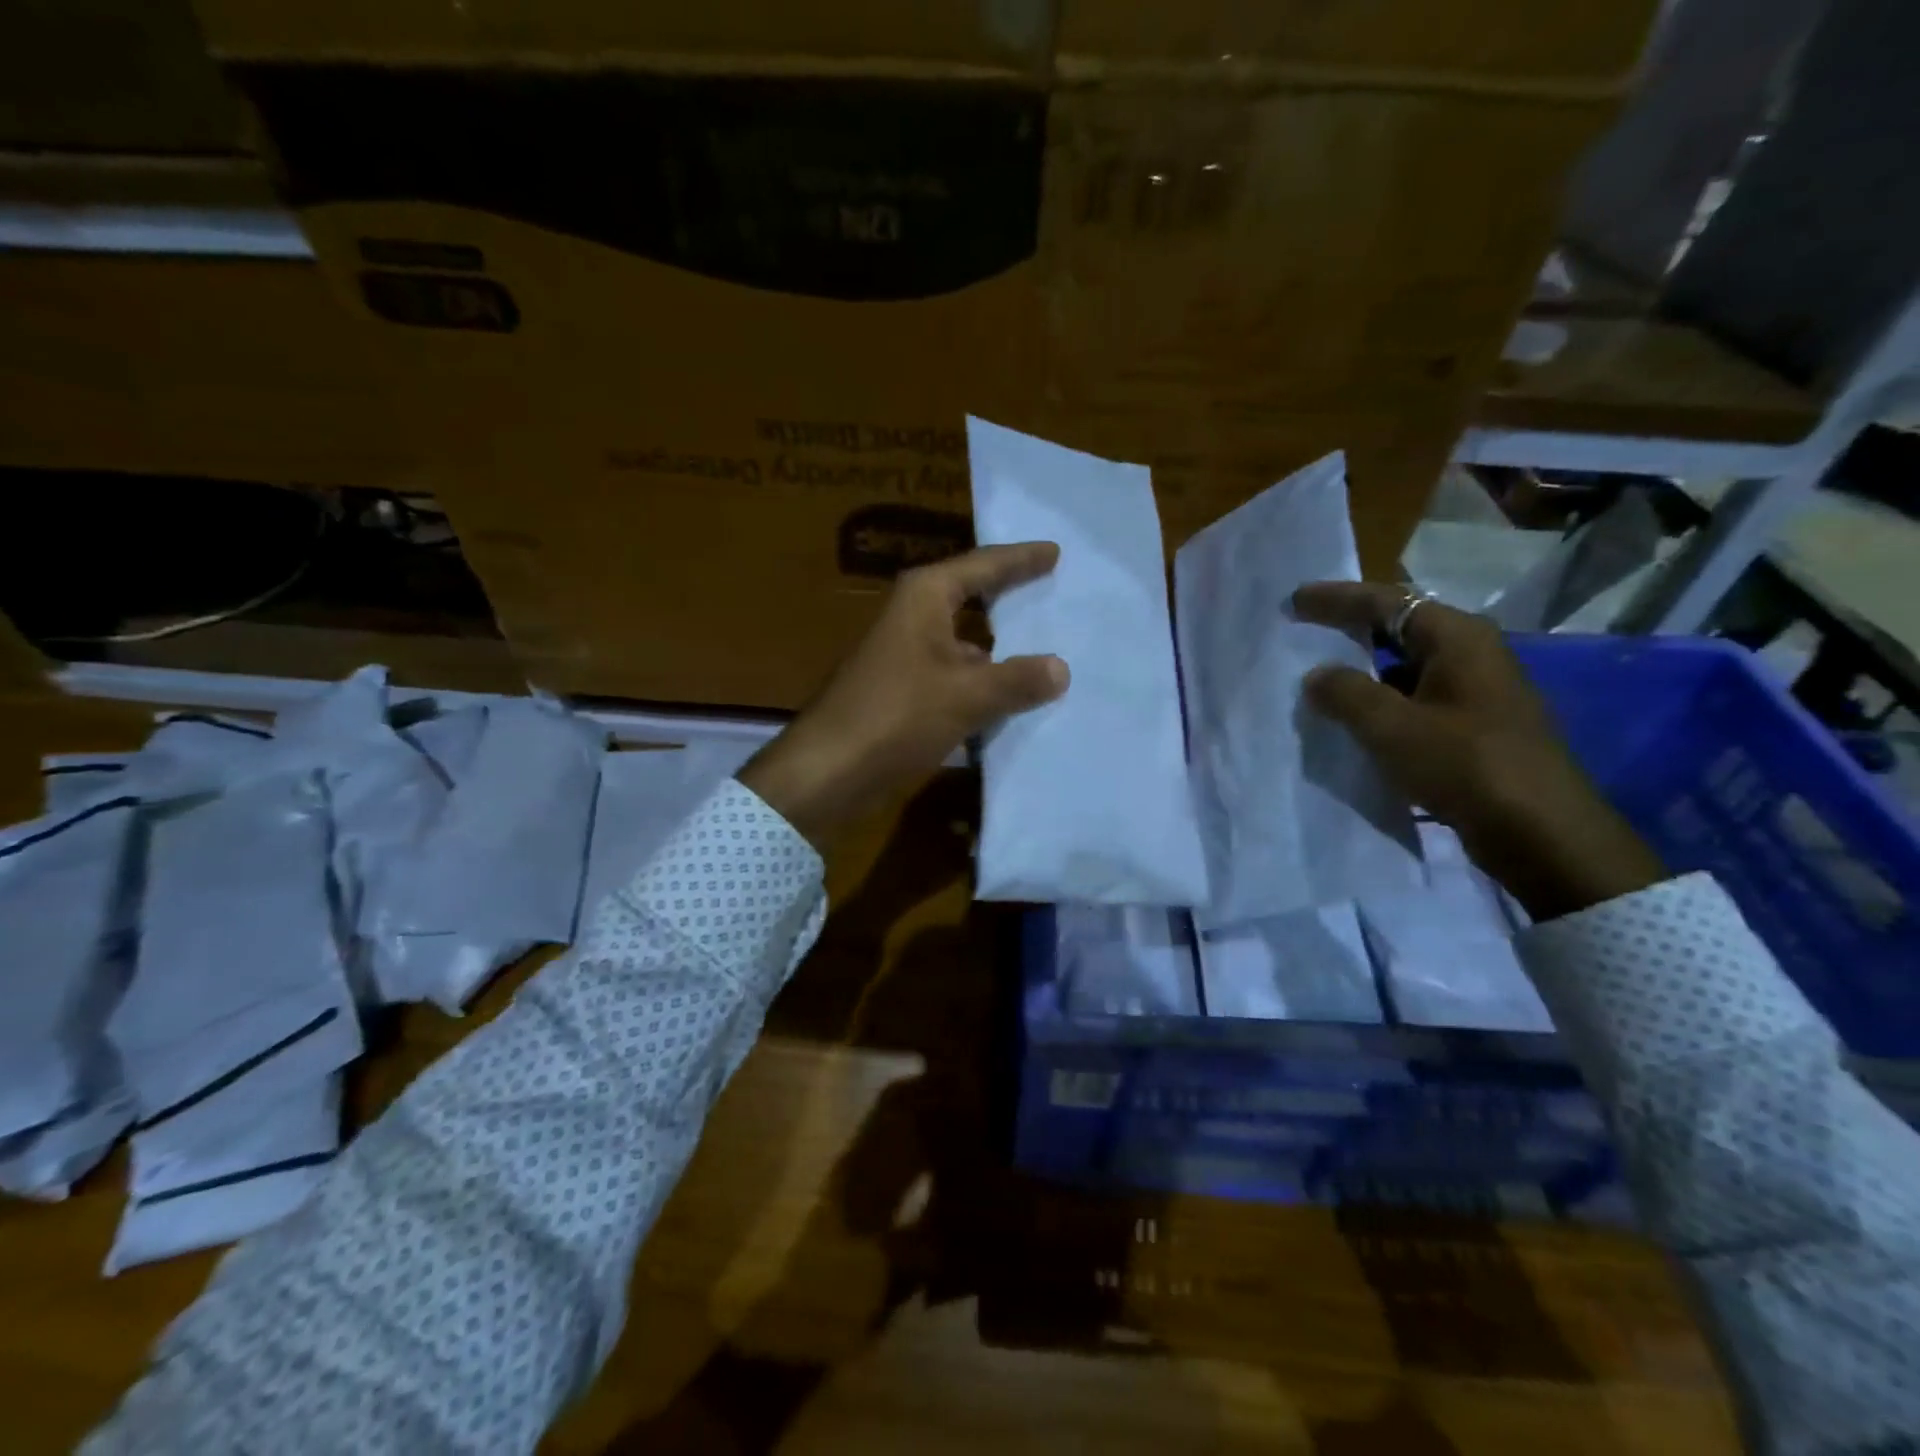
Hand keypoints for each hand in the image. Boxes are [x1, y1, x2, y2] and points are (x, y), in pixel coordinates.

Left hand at [739, 543, 1069, 848]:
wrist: (829, 769)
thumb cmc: (897, 715)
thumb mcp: (967, 695)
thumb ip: (1017, 679)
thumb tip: (1061, 668)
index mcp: (925, 597)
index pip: (984, 565)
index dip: (1021, 559)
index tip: (1055, 551)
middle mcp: (913, 616)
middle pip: (972, 598)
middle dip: (1011, 598)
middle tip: (1055, 592)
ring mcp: (905, 655)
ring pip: (965, 643)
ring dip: (999, 650)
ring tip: (1048, 652)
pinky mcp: (902, 691)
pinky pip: (955, 677)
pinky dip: (982, 684)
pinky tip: (1012, 700)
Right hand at [1292, 581, 1665, 920]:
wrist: (1541, 832)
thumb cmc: (1466, 765)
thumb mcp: (1392, 726)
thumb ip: (1346, 694)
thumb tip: (1317, 676)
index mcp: (1457, 638)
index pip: (1386, 602)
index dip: (1336, 599)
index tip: (1294, 600)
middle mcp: (1471, 654)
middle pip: (1399, 627)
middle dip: (1349, 629)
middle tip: (1304, 631)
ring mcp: (1476, 691)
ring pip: (1405, 667)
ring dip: (1362, 670)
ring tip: (1318, 678)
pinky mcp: (1474, 726)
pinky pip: (1414, 699)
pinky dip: (1380, 701)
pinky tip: (1353, 720)